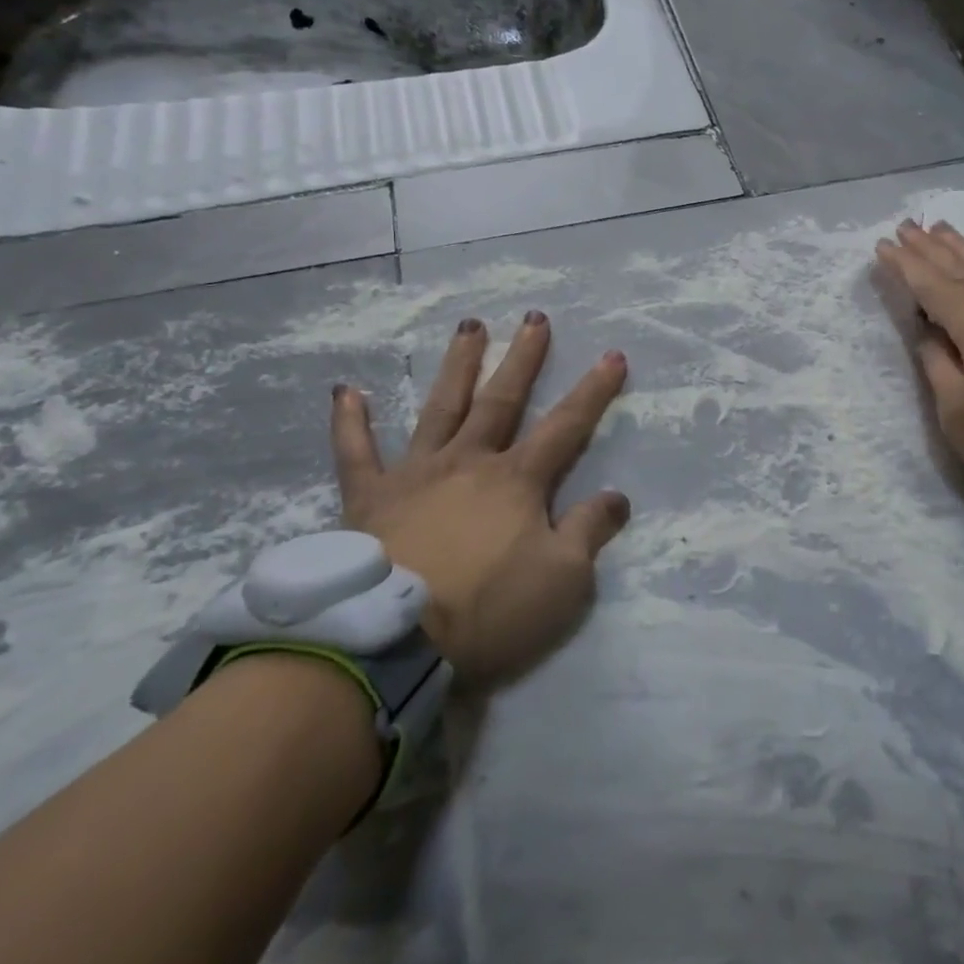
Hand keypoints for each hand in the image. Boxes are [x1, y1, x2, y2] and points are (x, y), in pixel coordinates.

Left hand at [330, 311, 630, 686]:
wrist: (391, 645)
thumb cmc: (487, 611)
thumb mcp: (563, 581)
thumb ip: (590, 531)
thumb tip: (617, 496)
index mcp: (517, 480)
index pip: (567, 425)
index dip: (593, 391)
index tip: (612, 355)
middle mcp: (469, 462)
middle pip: (502, 400)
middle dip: (523, 358)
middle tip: (534, 318)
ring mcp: (416, 474)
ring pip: (442, 408)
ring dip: (458, 366)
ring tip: (469, 327)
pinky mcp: (369, 499)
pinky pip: (356, 454)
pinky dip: (350, 423)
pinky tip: (346, 391)